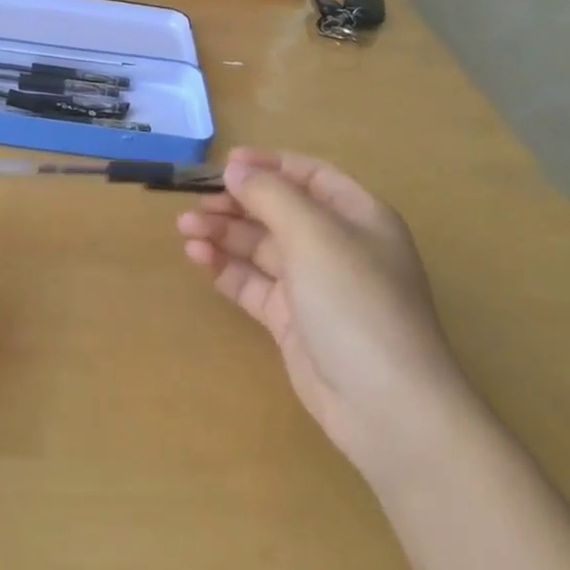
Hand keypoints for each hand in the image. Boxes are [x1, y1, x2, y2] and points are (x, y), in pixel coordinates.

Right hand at [177, 148, 478, 474]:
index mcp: (359, 217)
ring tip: (184, 228)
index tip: (226, 164)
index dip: (270, 165)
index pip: (311, 176)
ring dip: (224, 234)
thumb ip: (270, 194)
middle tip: (195, 203)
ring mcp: (315, 287)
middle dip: (237, 203)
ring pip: (262, 248)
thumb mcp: (313, 235)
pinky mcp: (293, 322)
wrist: (385, 405)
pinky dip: (227, 268)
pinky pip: (254, 284)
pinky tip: (199, 258)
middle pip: (280, 211)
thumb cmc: (355, 302)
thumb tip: (236, 168)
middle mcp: (338, 247)